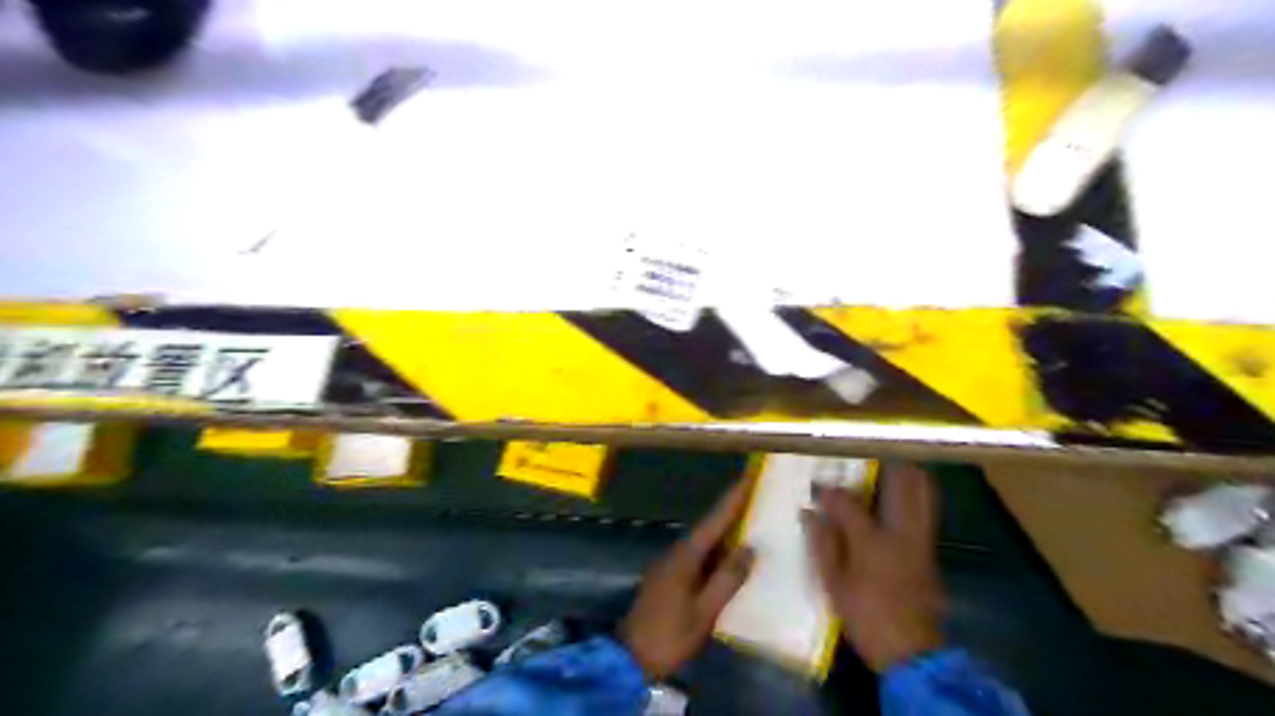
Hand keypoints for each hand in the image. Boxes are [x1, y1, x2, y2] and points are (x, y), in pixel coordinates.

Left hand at [620, 479, 748, 680]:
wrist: (630, 657)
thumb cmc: (669, 634)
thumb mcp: (704, 611)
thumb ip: (727, 579)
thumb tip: (749, 548)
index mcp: (686, 556)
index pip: (714, 520)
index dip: (732, 499)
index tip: (747, 477)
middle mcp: (676, 552)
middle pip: (708, 527)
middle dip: (730, 511)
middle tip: (755, 497)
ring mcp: (670, 564)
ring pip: (702, 542)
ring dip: (724, 531)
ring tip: (749, 523)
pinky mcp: (668, 577)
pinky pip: (697, 556)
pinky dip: (715, 552)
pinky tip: (729, 558)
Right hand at [801, 462, 937, 672]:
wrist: (913, 652)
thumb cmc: (866, 616)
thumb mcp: (833, 584)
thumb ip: (821, 544)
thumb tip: (808, 512)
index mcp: (871, 540)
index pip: (847, 501)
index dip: (829, 491)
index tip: (816, 488)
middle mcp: (901, 532)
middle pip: (902, 484)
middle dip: (886, 464)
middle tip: (869, 454)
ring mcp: (921, 540)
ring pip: (923, 494)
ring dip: (908, 475)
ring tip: (891, 464)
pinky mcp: (931, 552)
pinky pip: (927, 511)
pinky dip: (916, 495)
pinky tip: (901, 497)